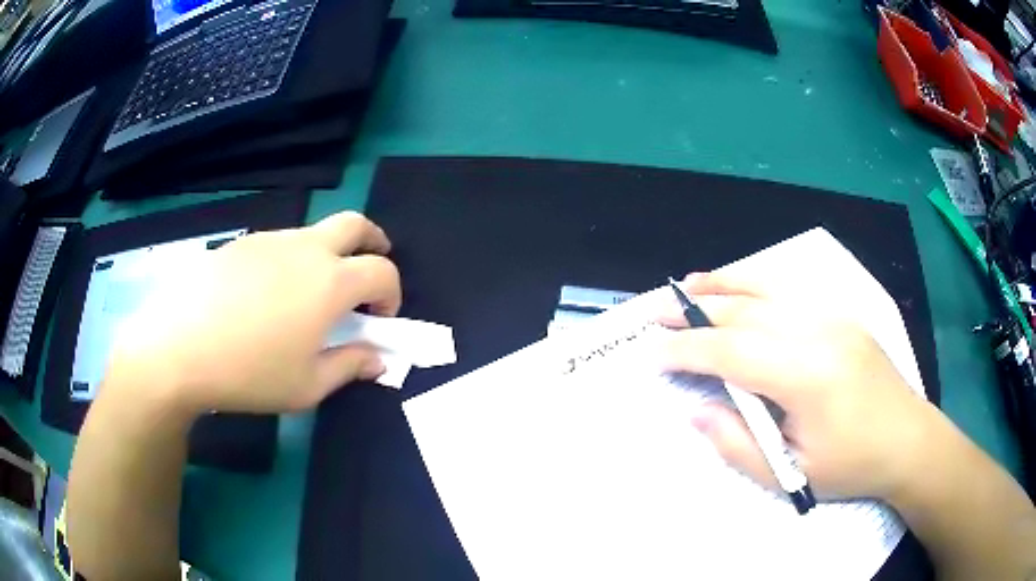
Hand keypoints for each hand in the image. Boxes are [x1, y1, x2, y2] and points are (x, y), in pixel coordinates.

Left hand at [107, 211, 400, 414]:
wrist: (178, 348)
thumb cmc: (250, 373)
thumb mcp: (307, 386)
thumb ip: (350, 367)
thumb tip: (379, 360)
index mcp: (330, 283)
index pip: (382, 272)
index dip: (392, 293)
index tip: (381, 318)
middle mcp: (305, 249)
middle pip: (355, 224)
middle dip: (373, 242)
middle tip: (369, 267)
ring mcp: (270, 240)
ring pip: (313, 233)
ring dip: (327, 255)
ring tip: (307, 296)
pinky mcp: (241, 243)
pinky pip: (277, 244)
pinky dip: (289, 261)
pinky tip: (264, 296)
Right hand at [660, 272, 935, 500]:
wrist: (908, 440)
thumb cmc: (851, 465)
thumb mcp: (791, 473)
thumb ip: (737, 444)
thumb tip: (697, 410)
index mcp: (808, 375)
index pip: (732, 352)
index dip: (688, 351)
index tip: (654, 355)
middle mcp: (820, 331)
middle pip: (745, 313)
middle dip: (696, 313)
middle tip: (657, 315)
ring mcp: (834, 316)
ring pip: (768, 289)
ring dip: (724, 286)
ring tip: (689, 286)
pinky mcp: (842, 314)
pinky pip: (791, 291)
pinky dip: (757, 285)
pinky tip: (740, 286)